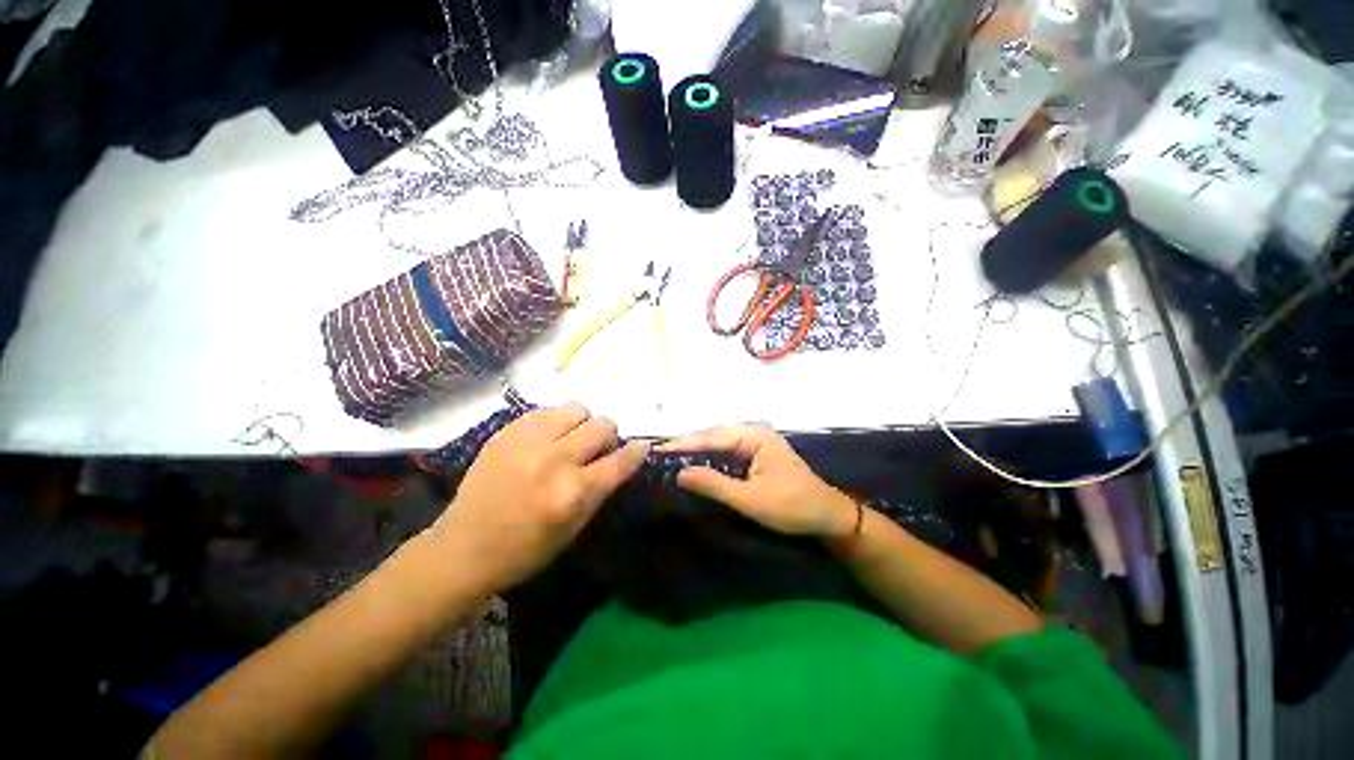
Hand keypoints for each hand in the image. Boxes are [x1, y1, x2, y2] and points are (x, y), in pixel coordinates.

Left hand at [430, 403, 646, 590]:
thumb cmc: (525, 550)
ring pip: (577, 409)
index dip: (637, 451)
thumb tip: (621, 459)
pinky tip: (545, 439)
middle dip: (608, 436)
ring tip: (569, 439)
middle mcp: (554, 460)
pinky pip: (546, 411)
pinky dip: (554, 423)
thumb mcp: (574, 529)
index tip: (640, 447)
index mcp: (573, 493)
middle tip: (596, 449)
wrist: (463, 548)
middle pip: (603, 425)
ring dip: (582, 423)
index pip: (620, 460)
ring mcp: (528, 442)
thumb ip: (600, 490)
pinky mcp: (507, 432)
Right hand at [658, 424, 855, 538]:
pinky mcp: (756, 452)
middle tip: (660, 453)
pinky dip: (710, 456)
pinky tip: (696, 462)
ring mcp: (756, 440)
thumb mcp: (750, 499)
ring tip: (671, 456)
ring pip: (719, 442)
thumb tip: (680, 473)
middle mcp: (754, 431)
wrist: (827, 515)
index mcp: (754, 435)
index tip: (658, 449)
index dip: (683, 443)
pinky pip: (727, 450)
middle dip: (688, 444)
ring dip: (697, 449)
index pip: (711, 437)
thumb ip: (714, 484)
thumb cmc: (791, 506)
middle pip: (713, 435)